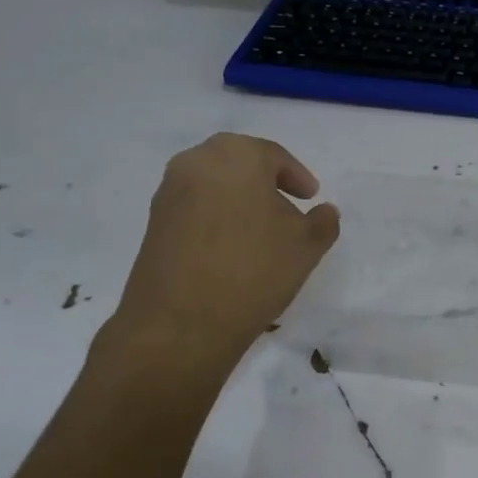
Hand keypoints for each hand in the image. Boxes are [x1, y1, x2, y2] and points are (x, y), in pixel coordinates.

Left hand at [106, 134, 339, 368]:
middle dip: (266, 184)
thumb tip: (323, 212)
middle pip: (240, 164)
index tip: (311, 199)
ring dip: (240, 200)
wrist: (180, 323)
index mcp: (236, 154)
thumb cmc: (253, 270)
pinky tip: (232, 249)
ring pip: (215, 184)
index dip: (298, 177)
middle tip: (287, 210)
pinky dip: (217, 217)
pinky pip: (195, 207)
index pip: (274, 156)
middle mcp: (196, 161)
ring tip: (261, 234)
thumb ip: (323, 222)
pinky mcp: (154, 222)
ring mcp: (169, 191)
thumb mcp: (306, 246)